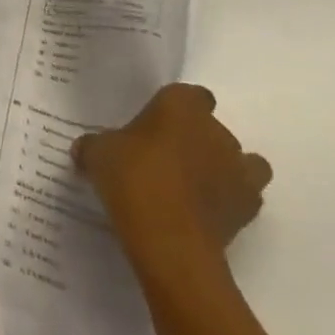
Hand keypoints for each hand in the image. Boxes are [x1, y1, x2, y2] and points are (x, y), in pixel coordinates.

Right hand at [73, 84, 270, 286]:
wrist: (169, 240)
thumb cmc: (132, 178)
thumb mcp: (97, 154)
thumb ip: (95, 146)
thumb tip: (85, 149)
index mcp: (180, 104)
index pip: (188, 95)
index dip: (174, 110)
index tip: (154, 126)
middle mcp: (215, 129)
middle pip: (210, 127)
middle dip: (192, 140)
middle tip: (162, 160)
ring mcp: (238, 168)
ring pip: (237, 159)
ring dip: (219, 168)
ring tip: (189, 188)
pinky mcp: (250, 207)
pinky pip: (245, 195)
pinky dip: (231, 200)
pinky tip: (206, 212)